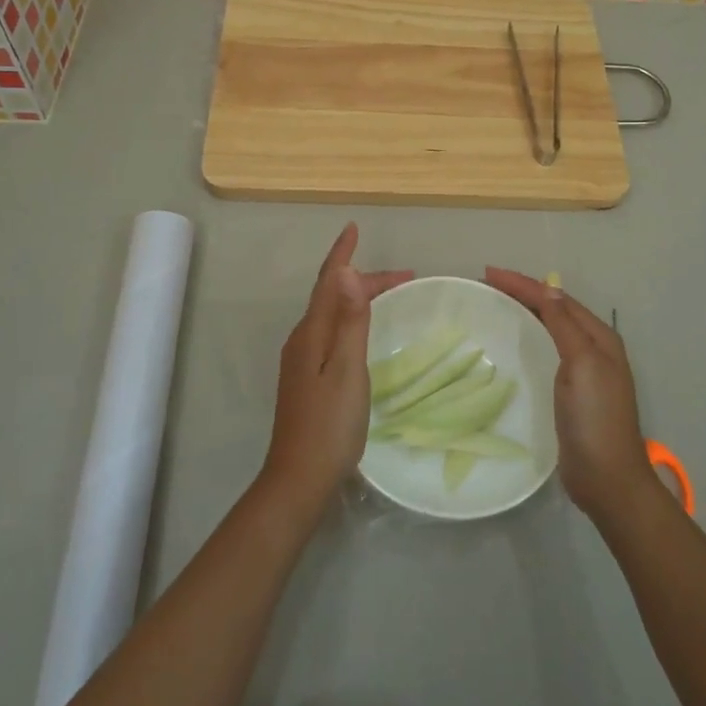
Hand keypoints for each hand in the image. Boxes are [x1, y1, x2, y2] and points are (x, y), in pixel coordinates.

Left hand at [262, 224, 412, 517]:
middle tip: (406, 277)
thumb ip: (349, 321)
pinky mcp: (306, 378)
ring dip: (358, 298)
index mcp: (311, 333)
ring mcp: (301, 360)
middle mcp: (302, 340)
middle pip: (331, 295)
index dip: (341, 253)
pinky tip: (362, 331)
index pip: (327, 281)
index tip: (354, 227)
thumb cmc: (330, 424)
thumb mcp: (347, 370)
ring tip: (389, 295)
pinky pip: (331, 332)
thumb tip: (347, 271)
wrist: (299, 478)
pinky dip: (351, 318)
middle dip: (363, 279)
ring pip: (332, 314)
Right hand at [484, 268, 658, 522]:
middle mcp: (593, 348)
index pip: (556, 299)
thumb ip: (565, 325)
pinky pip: (545, 352)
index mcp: (599, 338)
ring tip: (494, 304)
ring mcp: (582, 371)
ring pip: (549, 329)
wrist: (607, 479)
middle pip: (554, 309)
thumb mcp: (583, 364)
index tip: (488, 273)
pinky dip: (527, 338)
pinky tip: (512, 343)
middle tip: (487, 284)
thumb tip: (549, 288)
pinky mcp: (569, 392)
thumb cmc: (596, 418)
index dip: (524, 283)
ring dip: (524, 312)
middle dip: (523, 293)